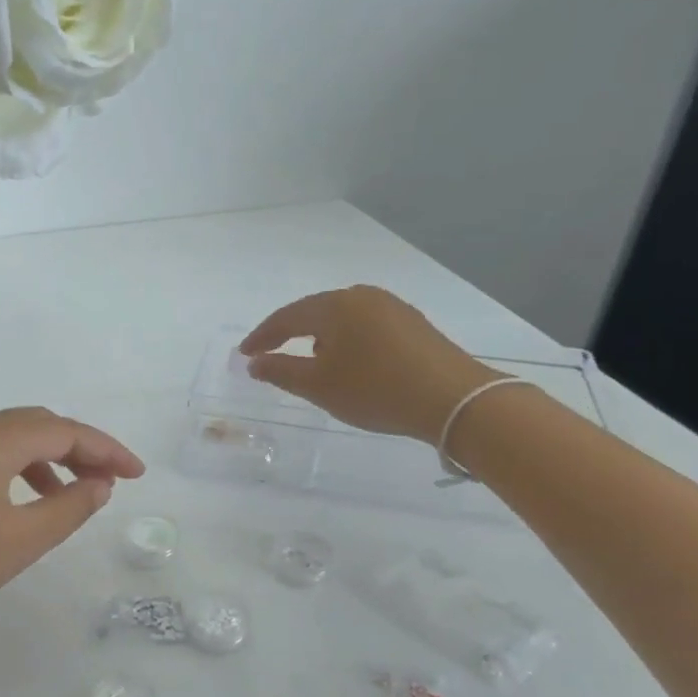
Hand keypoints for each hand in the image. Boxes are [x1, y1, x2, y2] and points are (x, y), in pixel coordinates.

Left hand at [0, 407, 145, 646]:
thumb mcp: (19, 541)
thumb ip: (69, 509)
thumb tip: (100, 485)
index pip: (64, 431)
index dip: (107, 450)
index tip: (138, 474)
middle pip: (39, 426)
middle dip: (80, 449)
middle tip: (112, 481)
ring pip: (12, 439)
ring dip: (50, 460)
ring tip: (74, 496)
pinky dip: (19, 470)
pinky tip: (27, 502)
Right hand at [240, 286, 500, 443]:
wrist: (454, 400)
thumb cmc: (375, 391)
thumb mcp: (319, 386)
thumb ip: (281, 371)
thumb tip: (254, 362)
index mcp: (335, 306)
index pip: (286, 317)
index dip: (262, 336)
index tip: (243, 354)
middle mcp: (362, 296)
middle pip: (314, 311)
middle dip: (288, 331)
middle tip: (268, 352)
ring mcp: (391, 306)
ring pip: (341, 316)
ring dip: (318, 334)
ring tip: (307, 358)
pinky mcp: (412, 322)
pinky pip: (364, 323)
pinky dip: (345, 338)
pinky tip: (347, 359)